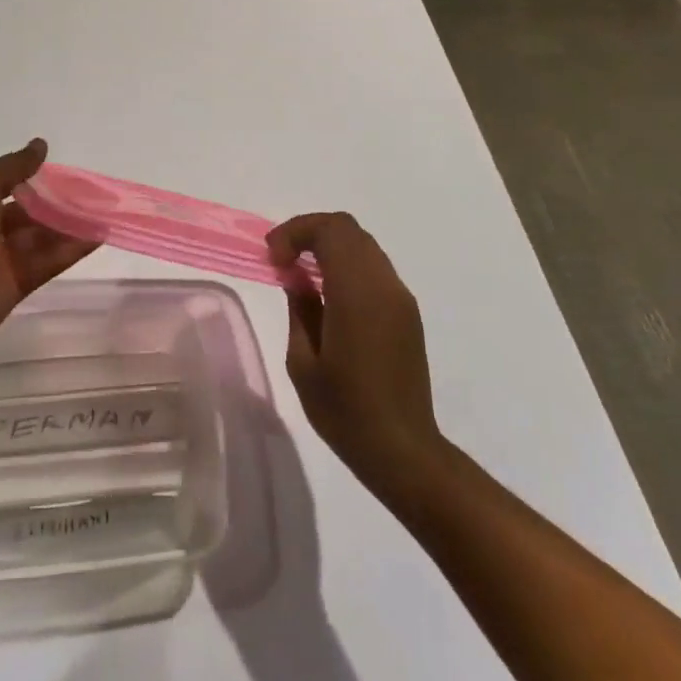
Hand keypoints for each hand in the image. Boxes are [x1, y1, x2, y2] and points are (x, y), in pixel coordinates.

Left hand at [0, 139, 98, 361]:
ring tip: (102, 213)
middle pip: (29, 211)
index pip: (8, 183)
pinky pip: (48, 262)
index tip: (66, 171)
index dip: (35, 176)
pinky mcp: (17, 284)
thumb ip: (13, 166)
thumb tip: (40, 145)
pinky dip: (71, 250)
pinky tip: (97, 237)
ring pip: (42, 236)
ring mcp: (2, 258)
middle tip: (93, 194)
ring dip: (70, 225)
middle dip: (57, 202)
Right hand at [267, 212, 442, 492]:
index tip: (273, 257)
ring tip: (300, 273)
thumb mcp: (303, 362)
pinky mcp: (407, 312)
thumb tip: (296, 278)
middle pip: (348, 229)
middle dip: (310, 232)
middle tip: (282, 258)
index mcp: (358, 293)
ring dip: (329, 247)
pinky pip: (374, 268)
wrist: (403, 451)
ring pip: (363, 245)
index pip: (331, 230)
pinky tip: (327, 293)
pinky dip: (346, 264)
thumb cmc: (345, 411)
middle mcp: (384, 285)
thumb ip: (299, 308)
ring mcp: (400, 297)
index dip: (296, 231)